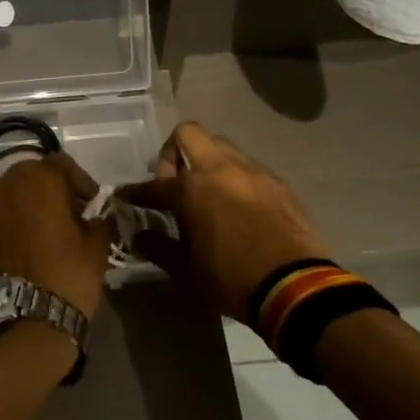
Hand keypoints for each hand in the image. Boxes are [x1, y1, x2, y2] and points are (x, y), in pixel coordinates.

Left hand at [0, 152, 112, 316]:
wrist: (23, 321)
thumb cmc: (67, 276)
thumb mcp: (97, 247)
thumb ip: (98, 221)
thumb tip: (97, 217)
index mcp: (39, 179)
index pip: (62, 164)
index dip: (80, 182)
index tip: (91, 204)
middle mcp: (6, 186)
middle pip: (32, 175)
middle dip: (51, 189)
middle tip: (69, 214)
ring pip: (11, 196)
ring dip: (28, 206)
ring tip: (46, 232)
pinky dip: (11, 226)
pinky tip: (25, 249)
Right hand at [119, 122, 325, 319]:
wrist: (294, 286)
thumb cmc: (230, 279)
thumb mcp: (185, 271)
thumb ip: (158, 248)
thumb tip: (139, 236)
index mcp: (190, 189)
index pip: (153, 185)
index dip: (134, 192)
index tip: (125, 196)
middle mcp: (219, 168)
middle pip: (189, 133)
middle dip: (174, 151)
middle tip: (174, 181)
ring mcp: (252, 171)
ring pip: (222, 146)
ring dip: (208, 161)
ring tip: (208, 192)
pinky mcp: (277, 182)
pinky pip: (248, 167)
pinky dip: (235, 177)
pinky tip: (237, 204)